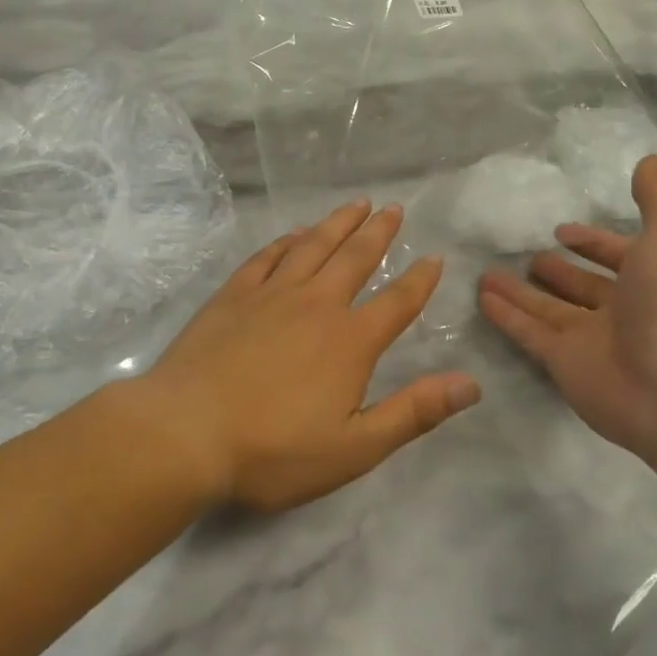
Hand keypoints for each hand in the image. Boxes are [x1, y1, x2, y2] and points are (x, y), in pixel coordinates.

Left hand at [140, 201, 481, 512]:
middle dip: (378, 232)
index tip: (434, 257)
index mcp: (349, 341)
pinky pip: (267, 257)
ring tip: (355, 204)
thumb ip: (413, 413)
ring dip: (337, 224)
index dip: (419, 280)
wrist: (186, 432)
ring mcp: (270, 295)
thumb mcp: (354, 448)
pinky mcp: (232, 296)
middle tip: (393, 208)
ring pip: (312, 247)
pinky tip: (293, 234)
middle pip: (354, 259)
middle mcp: (315, 305)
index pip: (396, 302)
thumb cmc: (273, 450)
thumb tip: (471, 384)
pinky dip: (286, 241)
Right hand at [477, 157, 656, 457]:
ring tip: (487, 274)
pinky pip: (528, 333)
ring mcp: (592, 340)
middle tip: (527, 255)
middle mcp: (623, 310)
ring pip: (548, 309)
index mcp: (653, 279)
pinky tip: (481, 298)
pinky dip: (505, 316)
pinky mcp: (563, 363)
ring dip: (520, 292)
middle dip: (557, 270)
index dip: (594, 242)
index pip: (618, 256)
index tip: (562, 230)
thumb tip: (649, 161)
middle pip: (582, 286)